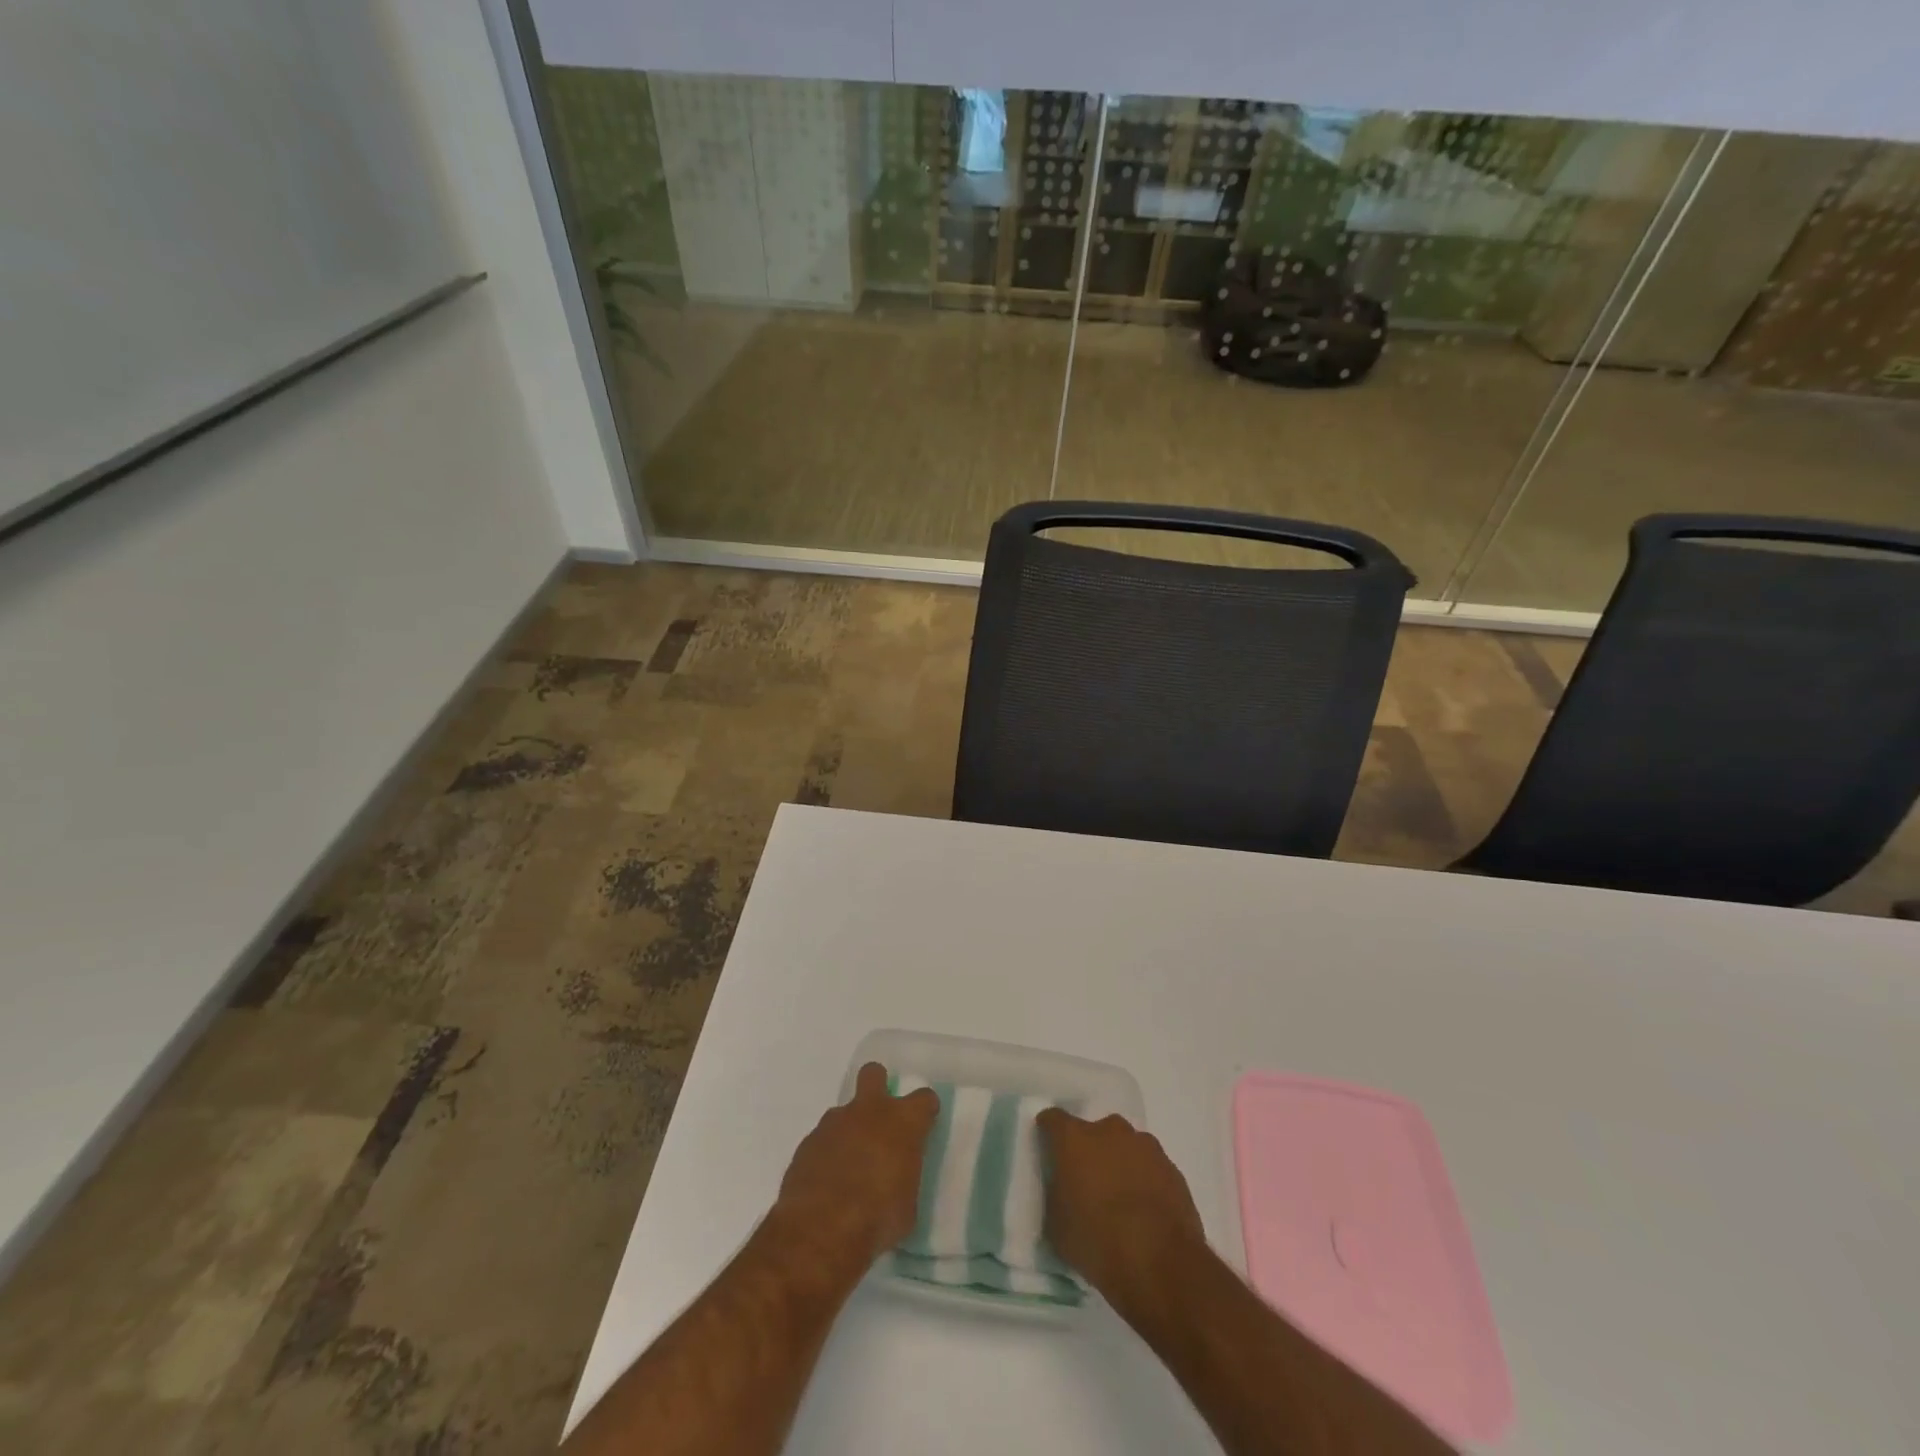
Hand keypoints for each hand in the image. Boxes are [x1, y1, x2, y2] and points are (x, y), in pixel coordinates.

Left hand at [773, 1062, 937, 1267]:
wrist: (821, 1230)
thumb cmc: (878, 1219)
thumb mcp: (908, 1207)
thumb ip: (904, 1178)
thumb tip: (898, 1178)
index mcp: (903, 1122)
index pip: (924, 1099)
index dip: (924, 1110)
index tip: (924, 1125)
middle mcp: (869, 1111)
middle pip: (874, 1074)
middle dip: (878, 1086)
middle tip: (880, 1118)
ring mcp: (834, 1123)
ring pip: (844, 1112)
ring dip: (849, 1130)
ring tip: (849, 1166)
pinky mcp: (807, 1142)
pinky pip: (822, 1139)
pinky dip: (827, 1154)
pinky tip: (827, 1182)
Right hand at [1036, 1108, 1205, 1307]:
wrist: (1162, 1265)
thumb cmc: (1097, 1242)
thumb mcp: (1056, 1227)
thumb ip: (1055, 1197)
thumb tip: (1061, 1192)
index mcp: (1074, 1139)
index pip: (1053, 1119)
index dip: (1048, 1133)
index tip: (1048, 1152)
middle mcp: (1109, 1131)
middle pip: (1093, 1131)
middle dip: (1089, 1151)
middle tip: (1087, 1183)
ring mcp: (1145, 1146)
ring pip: (1125, 1147)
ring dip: (1120, 1164)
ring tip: (1120, 1200)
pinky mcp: (1172, 1168)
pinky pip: (1150, 1167)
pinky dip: (1144, 1181)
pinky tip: (1145, 1212)